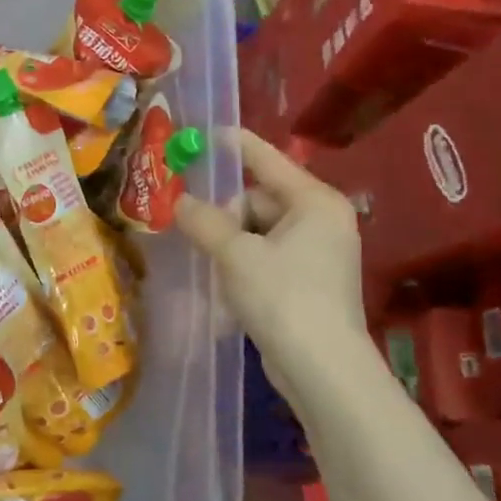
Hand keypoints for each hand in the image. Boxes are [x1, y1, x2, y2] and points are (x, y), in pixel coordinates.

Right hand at [176, 130, 368, 399]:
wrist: (321, 367)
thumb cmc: (282, 296)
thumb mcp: (235, 253)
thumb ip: (204, 221)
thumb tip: (178, 202)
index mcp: (314, 201)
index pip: (267, 160)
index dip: (235, 145)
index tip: (205, 132)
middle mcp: (321, 220)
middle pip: (258, 199)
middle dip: (225, 214)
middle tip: (198, 234)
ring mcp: (317, 253)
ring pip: (258, 230)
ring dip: (229, 242)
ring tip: (212, 265)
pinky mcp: (307, 282)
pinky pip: (265, 255)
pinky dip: (243, 262)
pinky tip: (225, 282)